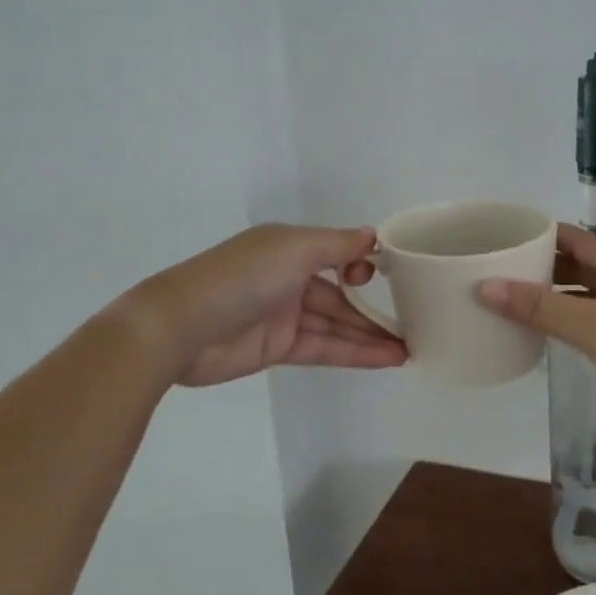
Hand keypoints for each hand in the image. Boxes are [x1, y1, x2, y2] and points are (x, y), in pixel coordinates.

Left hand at [126, 225, 407, 387]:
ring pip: (336, 324)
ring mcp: (283, 315)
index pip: (336, 252)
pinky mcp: (277, 348)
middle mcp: (288, 277)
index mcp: (289, 247)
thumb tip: (373, 235)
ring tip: (409, 348)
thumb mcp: (294, 249)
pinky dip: (353, 352)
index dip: (363, 264)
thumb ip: (337, 244)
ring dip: (370, 336)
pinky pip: (323, 347)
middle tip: (415, 322)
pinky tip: (385, 358)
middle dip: (374, 309)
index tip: (392, 277)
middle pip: (340, 294)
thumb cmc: (242, 277)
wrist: (180, 328)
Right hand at [475, 224, 595, 440]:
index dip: (538, 235)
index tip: (503, 239)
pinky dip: (576, 311)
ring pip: (592, 287)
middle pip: (582, 260)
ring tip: (518, 297)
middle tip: (501, 270)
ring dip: (559, 290)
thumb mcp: (591, 329)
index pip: (573, 236)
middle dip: (544, 264)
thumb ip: (538, 307)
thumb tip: (485, 286)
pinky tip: (555, 326)